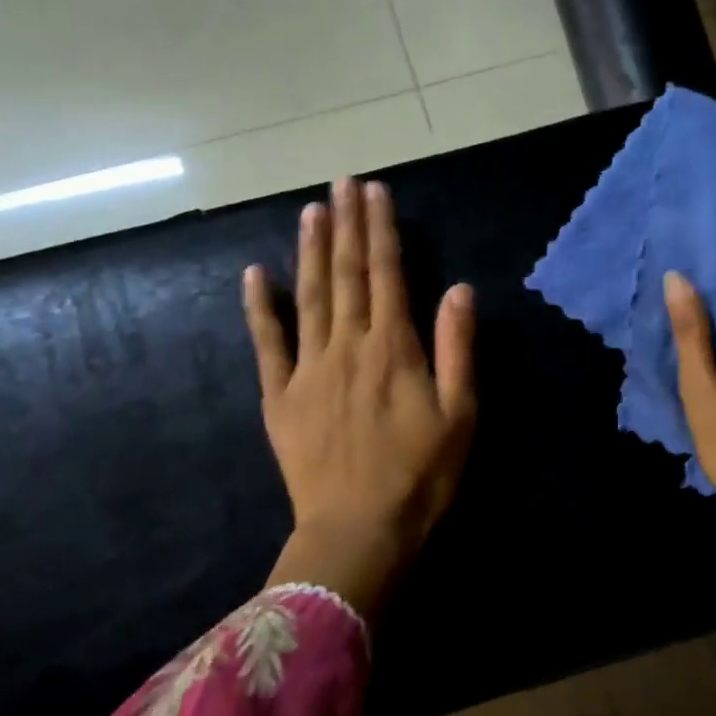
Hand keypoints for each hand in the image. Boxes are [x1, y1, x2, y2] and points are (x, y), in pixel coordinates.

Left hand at [244, 177, 475, 616]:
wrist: (359, 532)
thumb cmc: (420, 477)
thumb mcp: (460, 416)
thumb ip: (457, 349)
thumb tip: (458, 289)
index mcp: (394, 348)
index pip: (387, 274)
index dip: (381, 230)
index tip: (376, 192)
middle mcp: (348, 347)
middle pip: (346, 275)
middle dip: (346, 225)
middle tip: (343, 183)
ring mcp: (308, 369)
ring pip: (308, 297)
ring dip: (309, 251)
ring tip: (311, 211)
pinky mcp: (280, 396)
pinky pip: (267, 344)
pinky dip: (260, 307)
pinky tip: (255, 275)